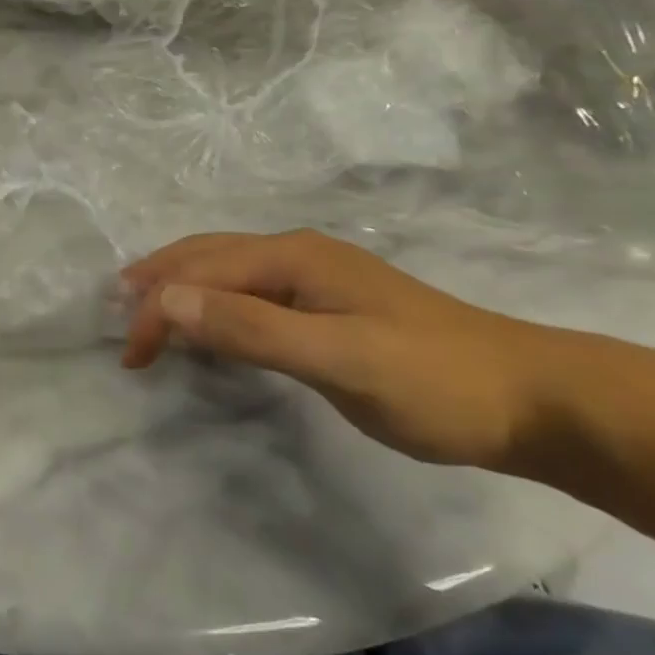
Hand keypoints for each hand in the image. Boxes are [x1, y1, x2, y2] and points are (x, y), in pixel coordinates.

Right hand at [121, 230, 568, 470]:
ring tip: (147, 320)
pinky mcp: (328, 307)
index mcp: (293, 257)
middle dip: (158, 286)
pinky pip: (250, 296)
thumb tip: (165, 300)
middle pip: (207, 257)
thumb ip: (252, 330)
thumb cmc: (433, 379)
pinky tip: (210, 328)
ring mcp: (315, 278)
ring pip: (227, 273)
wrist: (533, 399)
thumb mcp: (340, 359)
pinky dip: (214, 308)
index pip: (201, 270)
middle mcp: (297, 254)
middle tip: (122, 326)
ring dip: (182, 293)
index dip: (158, 306)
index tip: (132, 356)